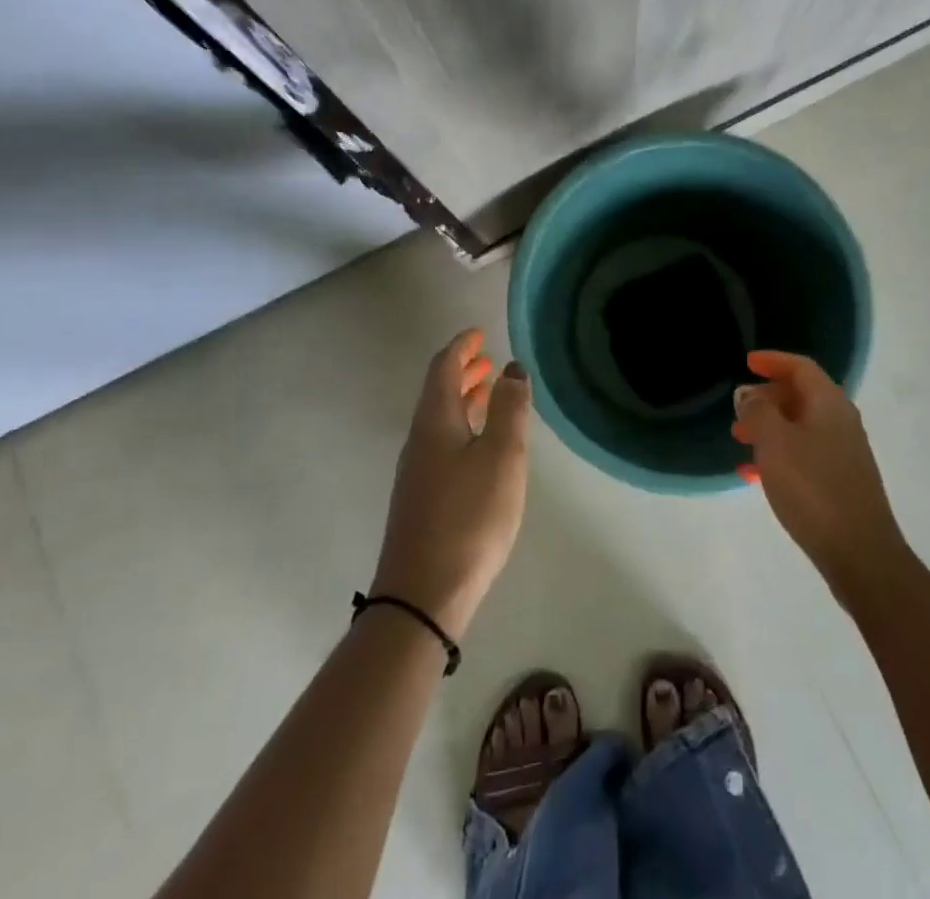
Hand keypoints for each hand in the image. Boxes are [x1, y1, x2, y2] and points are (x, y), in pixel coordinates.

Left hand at [371, 329, 529, 640]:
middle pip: (438, 392)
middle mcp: (419, 440)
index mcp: (435, 422)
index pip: (443, 368)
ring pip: (440, 420)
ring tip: (488, 393)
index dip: (461, 347)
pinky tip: (480, 445)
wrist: (422, 597)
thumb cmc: (469, 518)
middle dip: (463, 371)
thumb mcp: (501, 457)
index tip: (479, 333)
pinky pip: (442, 443)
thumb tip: (511, 368)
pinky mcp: (422, 499)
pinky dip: (462, 426)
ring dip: (463, 399)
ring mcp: (417, 472)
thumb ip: (509, 409)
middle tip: (488, 359)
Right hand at [732, 350, 905, 600]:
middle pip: (801, 395)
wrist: (860, 554)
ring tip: (740, 441)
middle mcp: (841, 421)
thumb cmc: (813, 488)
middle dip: (767, 397)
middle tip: (738, 409)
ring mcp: (843, 453)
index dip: (773, 360)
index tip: (747, 362)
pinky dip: (779, 455)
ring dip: (770, 428)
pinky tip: (755, 475)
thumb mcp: (775, 443)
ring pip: (800, 426)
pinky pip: (804, 454)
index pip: (801, 367)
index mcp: (829, 403)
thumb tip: (749, 395)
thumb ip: (758, 412)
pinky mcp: (840, 482)